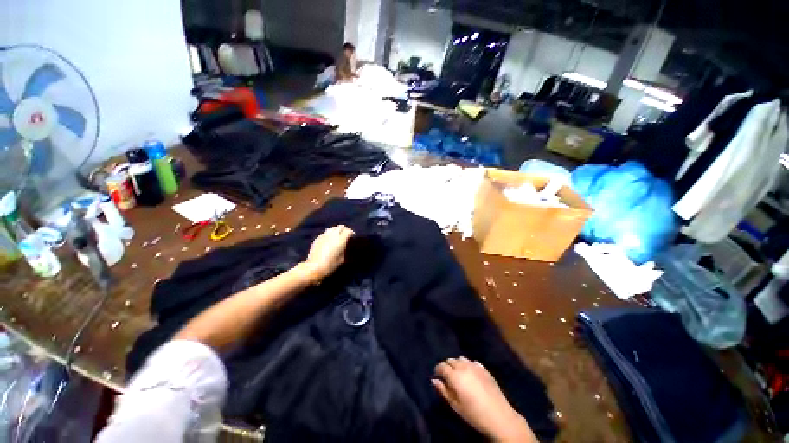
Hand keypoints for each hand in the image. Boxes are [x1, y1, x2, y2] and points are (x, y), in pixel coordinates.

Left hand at [299, 225, 354, 282]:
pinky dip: (329, 234)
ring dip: (337, 231)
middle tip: (346, 235)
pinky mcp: (317, 238)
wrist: (314, 268)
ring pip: (333, 228)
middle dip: (344, 230)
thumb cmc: (330, 265)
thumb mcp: (342, 260)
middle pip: (340, 227)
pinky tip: (329, 240)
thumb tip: (346, 247)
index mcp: (340, 240)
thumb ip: (345, 250)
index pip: (348, 231)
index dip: (352, 233)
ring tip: (337, 237)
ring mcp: (324, 236)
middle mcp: (332, 235)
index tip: (353, 237)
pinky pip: (326, 233)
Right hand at [433, 357, 536, 442]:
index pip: (442, 366)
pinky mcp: (484, 369)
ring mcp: (475, 366)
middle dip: (447, 366)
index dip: (438, 370)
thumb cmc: (474, 414)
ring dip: (457, 364)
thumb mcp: (455, 405)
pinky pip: (472, 362)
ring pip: (461, 359)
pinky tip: (470, 374)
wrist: (499, 417)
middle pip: (451, 360)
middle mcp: (463, 366)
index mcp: (455, 375)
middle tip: (447, 377)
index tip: (437, 376)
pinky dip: (468, 365)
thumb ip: (444, 391)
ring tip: (458, 374)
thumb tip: (434, 380)